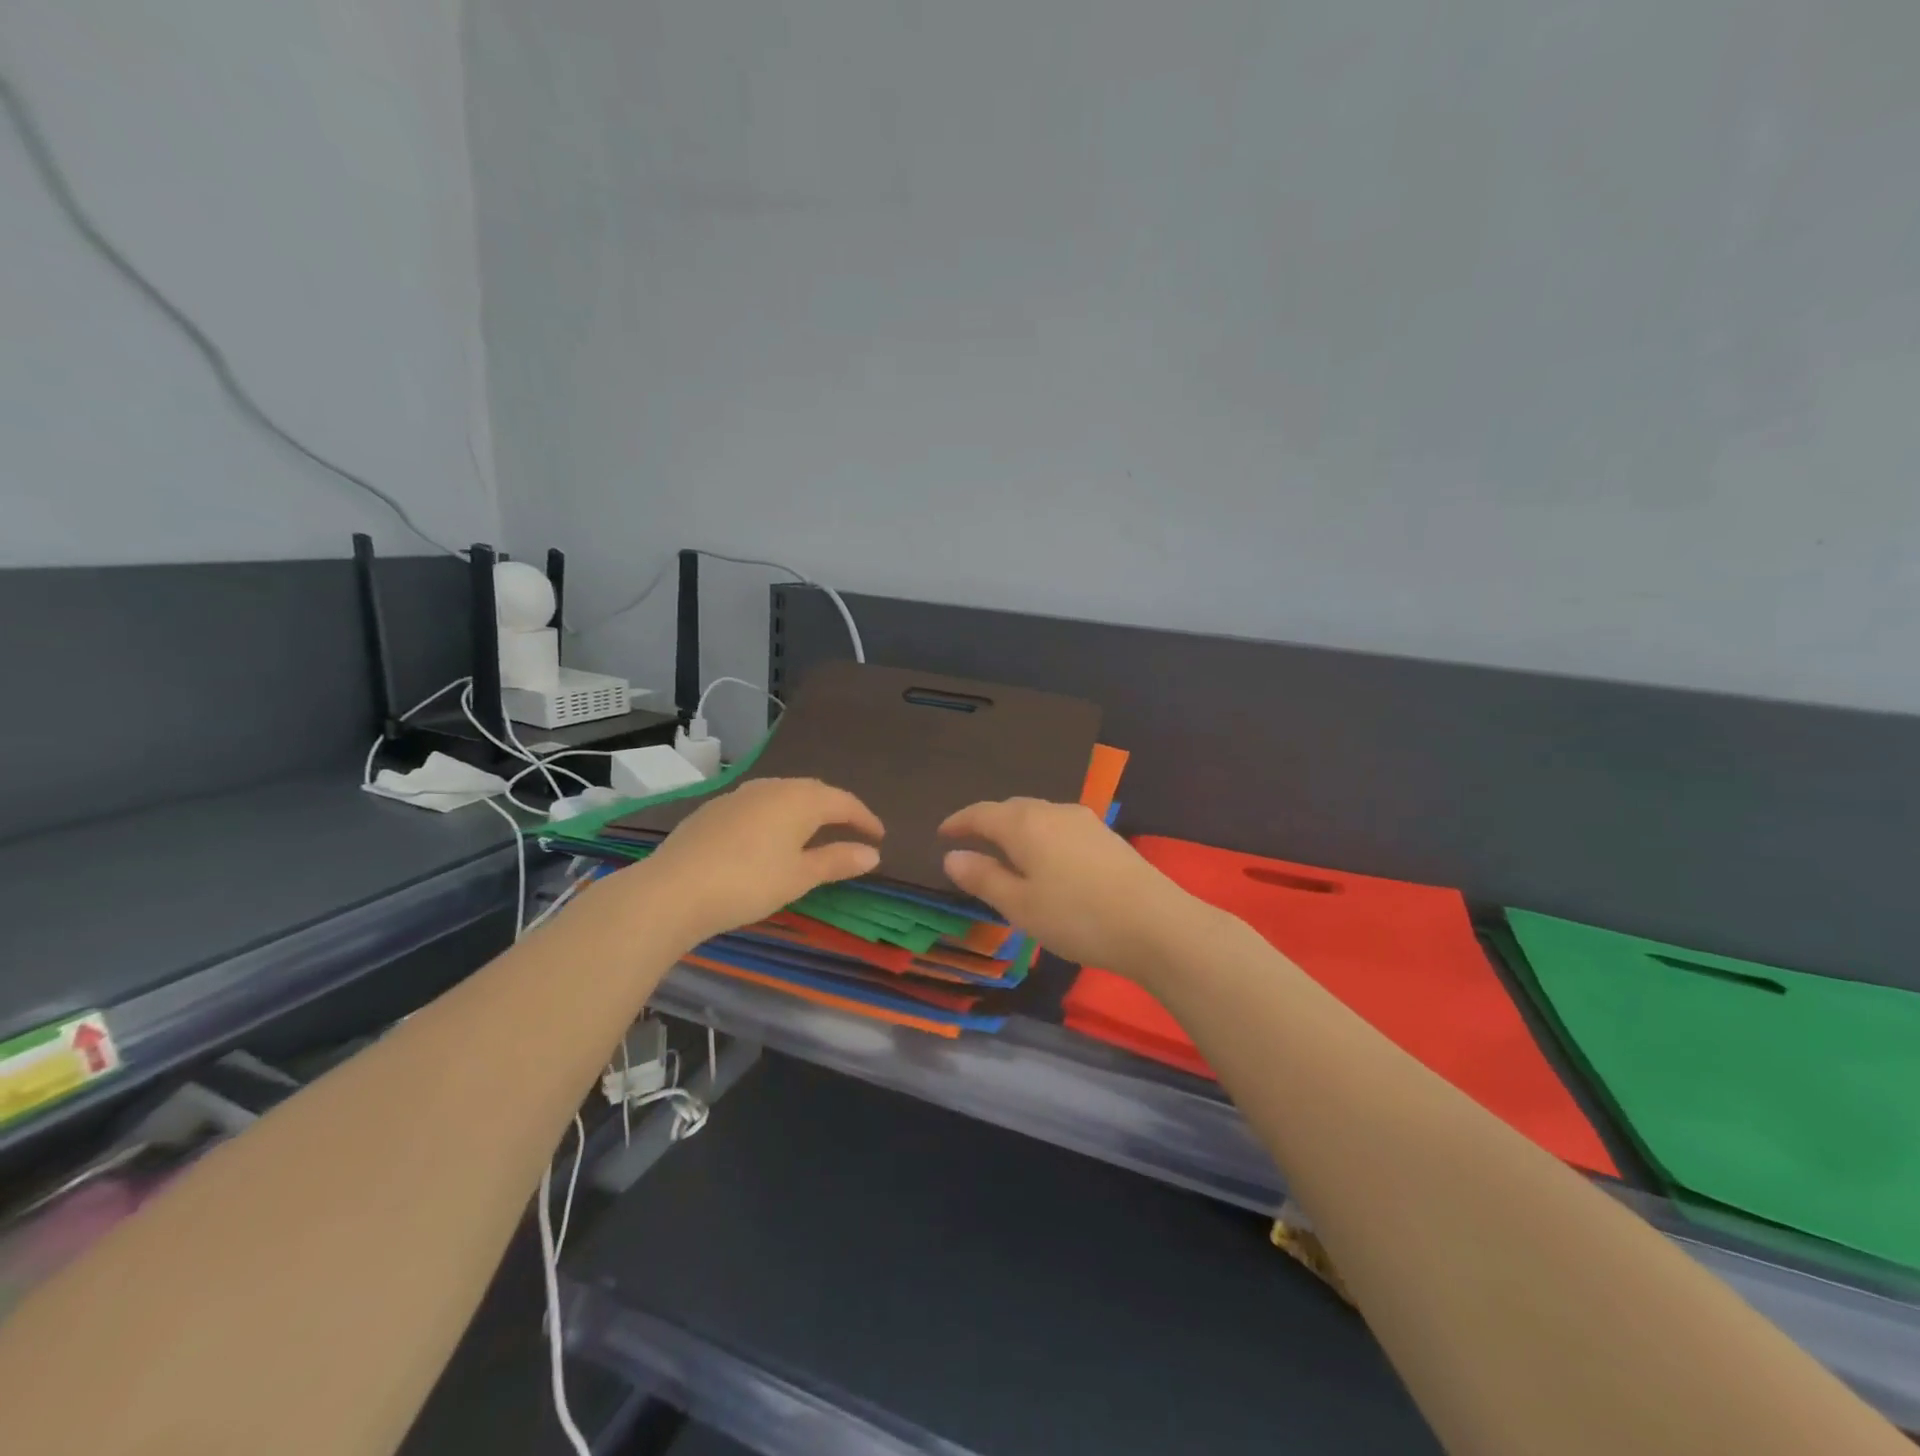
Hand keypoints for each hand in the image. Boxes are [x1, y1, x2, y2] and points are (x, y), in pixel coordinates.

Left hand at [637, 778, 883, 943]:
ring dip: (805, 810)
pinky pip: (759, 804)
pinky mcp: (715, 808)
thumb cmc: (749, 882)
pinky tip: (769, 837)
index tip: (879, 837)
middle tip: (851, 830)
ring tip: (814, 832)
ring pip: (784, 794)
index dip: (865, 819)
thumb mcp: (800, 876)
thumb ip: (837, 861)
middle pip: (814, 791)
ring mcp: (740, 795)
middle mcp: (773, 787)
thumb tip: (873, 854)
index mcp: (800, 799)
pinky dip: (776, 816)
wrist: (673, 889)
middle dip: (836, 809)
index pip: (844, 802)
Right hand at [939, 798, 1196, 977]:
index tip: (942, 834)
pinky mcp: (1106, 836)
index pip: (982, 813)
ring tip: (1006, 852)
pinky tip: (1046, 859)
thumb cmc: (1076, 916)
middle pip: (1011, 808)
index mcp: (1025, 824)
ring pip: (1038, 815)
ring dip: (1016, 828)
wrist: (1155, 924)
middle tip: (971, 842)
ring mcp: (1084, 821)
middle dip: (988, 822)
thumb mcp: (1020, 905)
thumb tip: (952, 856)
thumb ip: (983, 877)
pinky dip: (1041, 836)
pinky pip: (1059, 826)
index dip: (959, 822)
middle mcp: (1053, 811)